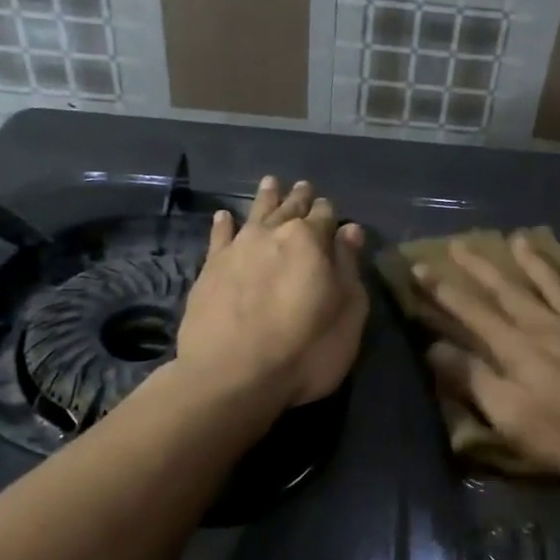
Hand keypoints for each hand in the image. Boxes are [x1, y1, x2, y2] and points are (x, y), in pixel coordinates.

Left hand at [178, 176, 367, 407]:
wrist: (232, 376)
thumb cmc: (305, 350)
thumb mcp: (347, 313)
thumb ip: (349, 267)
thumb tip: (350, 230)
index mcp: (311, 241)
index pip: (325, 216)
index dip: (330, 213)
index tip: (331, 211)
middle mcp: (273, 234)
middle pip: (290, 208)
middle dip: (300, 198)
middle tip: (304, 187)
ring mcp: (237, 249)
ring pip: (255, 213)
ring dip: (266, 198)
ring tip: (271, 183)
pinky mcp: (210, 269)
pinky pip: (219, 236)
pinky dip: (224, 224)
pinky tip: (224, 216)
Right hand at [415, 234, 559, 479]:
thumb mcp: (514, 419)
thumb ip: (475, 381)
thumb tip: (434, 348)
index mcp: (517, 347)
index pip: (471, 312)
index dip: (443, 290)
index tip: (420, 267)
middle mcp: (546, 324)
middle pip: (507, 289)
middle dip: (480, 267)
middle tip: (459, 243)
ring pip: (552, 282)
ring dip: (531, 261)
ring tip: (517, 238)